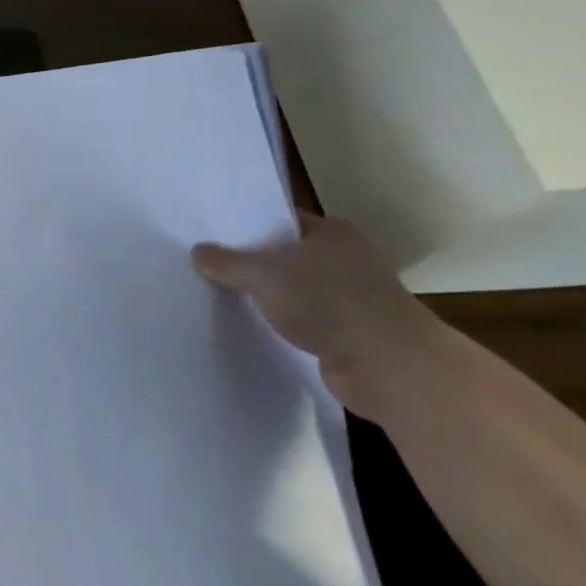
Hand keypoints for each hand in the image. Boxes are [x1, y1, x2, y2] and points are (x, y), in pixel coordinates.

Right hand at [192, 212, 447, 420]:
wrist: (388, 365)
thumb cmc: (326, 301)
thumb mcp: (262, 273)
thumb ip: (227, 261)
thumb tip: (198, 251)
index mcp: (333, 232)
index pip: (281, 220)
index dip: (247, 226)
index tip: (213, 235)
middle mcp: (347, 258)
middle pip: (288, 254)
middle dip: (255, 262)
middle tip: (211, 265)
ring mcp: (354, 296)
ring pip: (298, 289)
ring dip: (272, 295)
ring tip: (227, 297)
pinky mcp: (353, 332)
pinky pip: (308, 319)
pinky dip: (288, 322)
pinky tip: (259, 326)